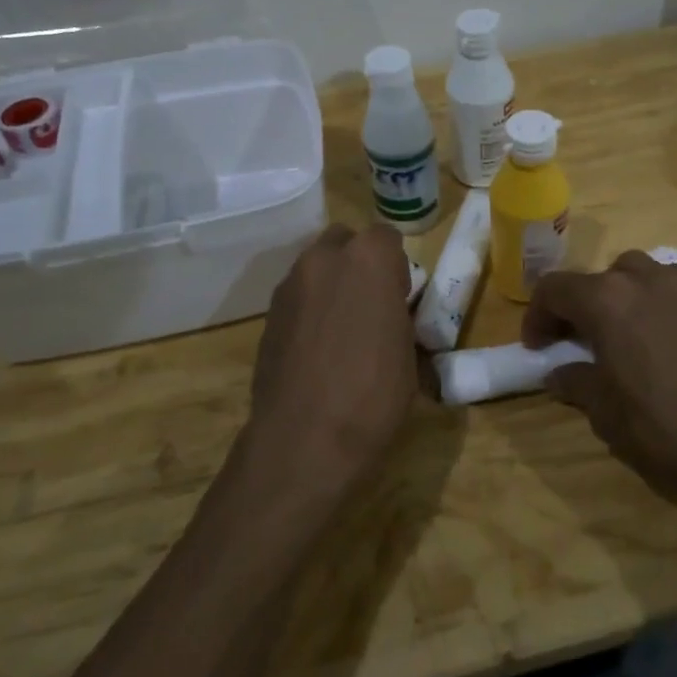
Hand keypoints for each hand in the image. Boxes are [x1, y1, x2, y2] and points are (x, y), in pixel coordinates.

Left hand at [243, 223, 418, 493]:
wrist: (305, 439)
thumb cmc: (373, 395)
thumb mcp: (408, 354)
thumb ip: (400, 318)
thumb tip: (393, 319)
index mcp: (368, 260)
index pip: (386, 237)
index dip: (396, 266)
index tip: (400, 298)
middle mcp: (323, 260)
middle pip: (344, 242)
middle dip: (358, 264)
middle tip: (371, 305)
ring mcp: (289, 286)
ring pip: (316, 268)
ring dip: (331, 285)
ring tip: (342, 331)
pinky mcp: (267, 314)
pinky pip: (296, 297)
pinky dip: (309, 310)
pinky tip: (317, 349)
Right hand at [524, 251, 676, 571]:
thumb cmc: (669, 428)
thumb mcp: (608, 414)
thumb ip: (576, 384)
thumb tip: (558, 374)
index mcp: (606, 301)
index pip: (554, 289)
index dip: (537, 316)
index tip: (537, 346)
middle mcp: (643, 279)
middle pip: (596, 278)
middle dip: (578, 306)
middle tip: (576, 341)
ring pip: (637, 272)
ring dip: (619, 295)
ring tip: (622, 330)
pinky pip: (676, 281)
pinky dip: (659, 295)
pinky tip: (667, 327)